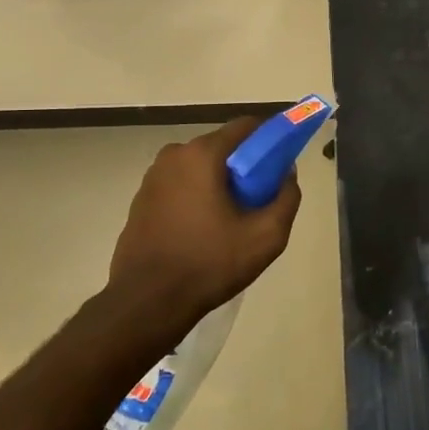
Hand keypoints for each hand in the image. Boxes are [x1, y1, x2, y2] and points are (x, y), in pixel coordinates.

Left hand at [105, 116, 302, 333]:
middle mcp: (174, 155)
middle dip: (244, 166)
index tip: (282, 162)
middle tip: (259, 200)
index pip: (246, 127)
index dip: (270, 139)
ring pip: (200, 168)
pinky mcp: (141, 199)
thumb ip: (286, 197)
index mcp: (202, 154)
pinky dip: (196, 197)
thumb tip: (287, 173)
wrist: (147, 302)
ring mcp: (153, 176)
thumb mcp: (266, 236)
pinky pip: (180, 186)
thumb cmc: (209, 263)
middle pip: (222, 147)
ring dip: (219, 183)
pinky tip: (203, 230)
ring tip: (231, 221)